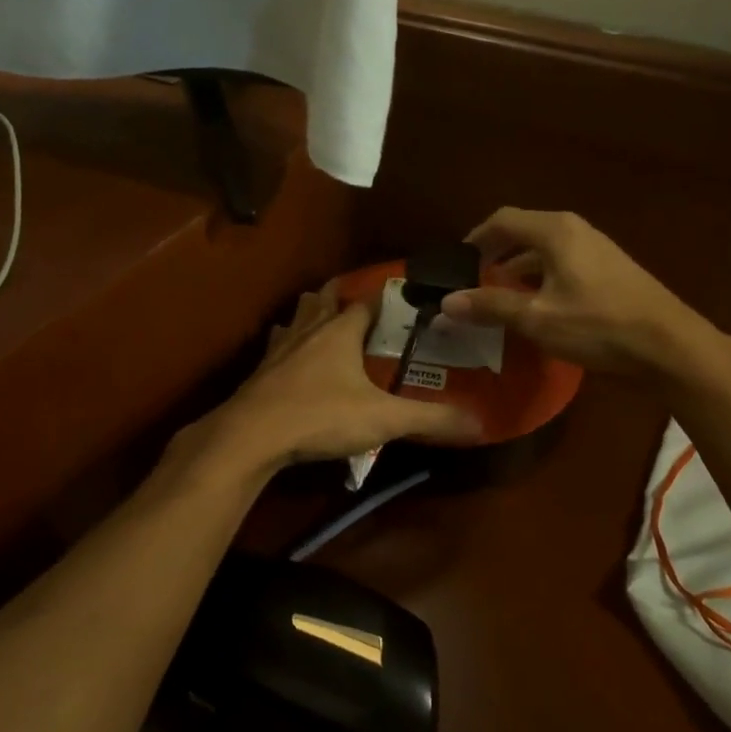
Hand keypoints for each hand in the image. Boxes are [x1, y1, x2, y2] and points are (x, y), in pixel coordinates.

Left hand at [203, 283, 481, 472]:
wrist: (251, 436)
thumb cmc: (320, 416)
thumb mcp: (383, 419)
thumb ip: (431, 420)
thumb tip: (480, 424)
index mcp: (340, 331)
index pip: (367, 301)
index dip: (384, 296)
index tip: (401, 295)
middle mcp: (308, 330)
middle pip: (323, 299)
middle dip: (339, 296)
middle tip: (357, 303)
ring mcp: (279, 349)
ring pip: (296, 318)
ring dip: (309, 315)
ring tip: (322, 322)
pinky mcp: (259, 372)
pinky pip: (276, 347)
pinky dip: (287, 346)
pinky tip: (288, 359)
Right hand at [440, 209, 711, 377]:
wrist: (669, 345)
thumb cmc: (598, 325)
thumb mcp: (536, 318)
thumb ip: (490, 306)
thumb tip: (446, 303)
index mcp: (555, 231)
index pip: (503, 220)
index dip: (476, 238)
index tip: (457, 261)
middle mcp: (575, 230)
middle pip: (524, 231)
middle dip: (496, 252)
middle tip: (473, 278)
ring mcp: (597, 248)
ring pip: (545, 249)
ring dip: (519, 267)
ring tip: (499, 293)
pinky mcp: (610, 269)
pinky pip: (563, 262)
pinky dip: (541, 276)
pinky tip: (538, 305)